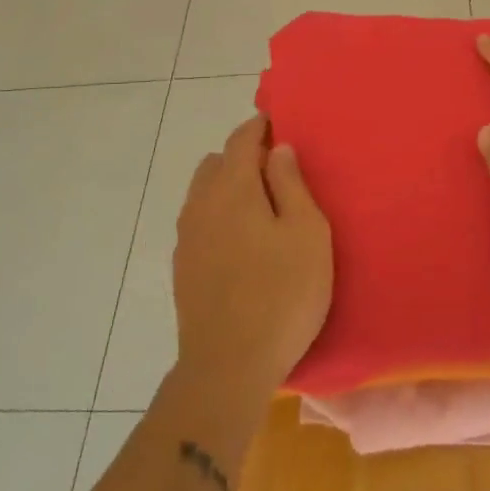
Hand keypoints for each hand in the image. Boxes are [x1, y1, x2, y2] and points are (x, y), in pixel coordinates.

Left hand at [171, 116, 332, 404]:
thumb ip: (292, 184)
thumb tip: (278, 149)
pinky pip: (199, 222)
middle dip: (242, 156)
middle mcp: (201, 204)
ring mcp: (186, 237)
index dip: (259, 127)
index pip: (241, 139)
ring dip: (227, 186)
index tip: (277, 124)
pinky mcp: (182, 267)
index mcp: (232, 188)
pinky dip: (217, 215)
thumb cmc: (281, 294)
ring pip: (203, 192)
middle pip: (217, 163)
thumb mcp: (306, 234)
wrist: (227, 366)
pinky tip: (240, 242)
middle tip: (275, 172)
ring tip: (259, 208)